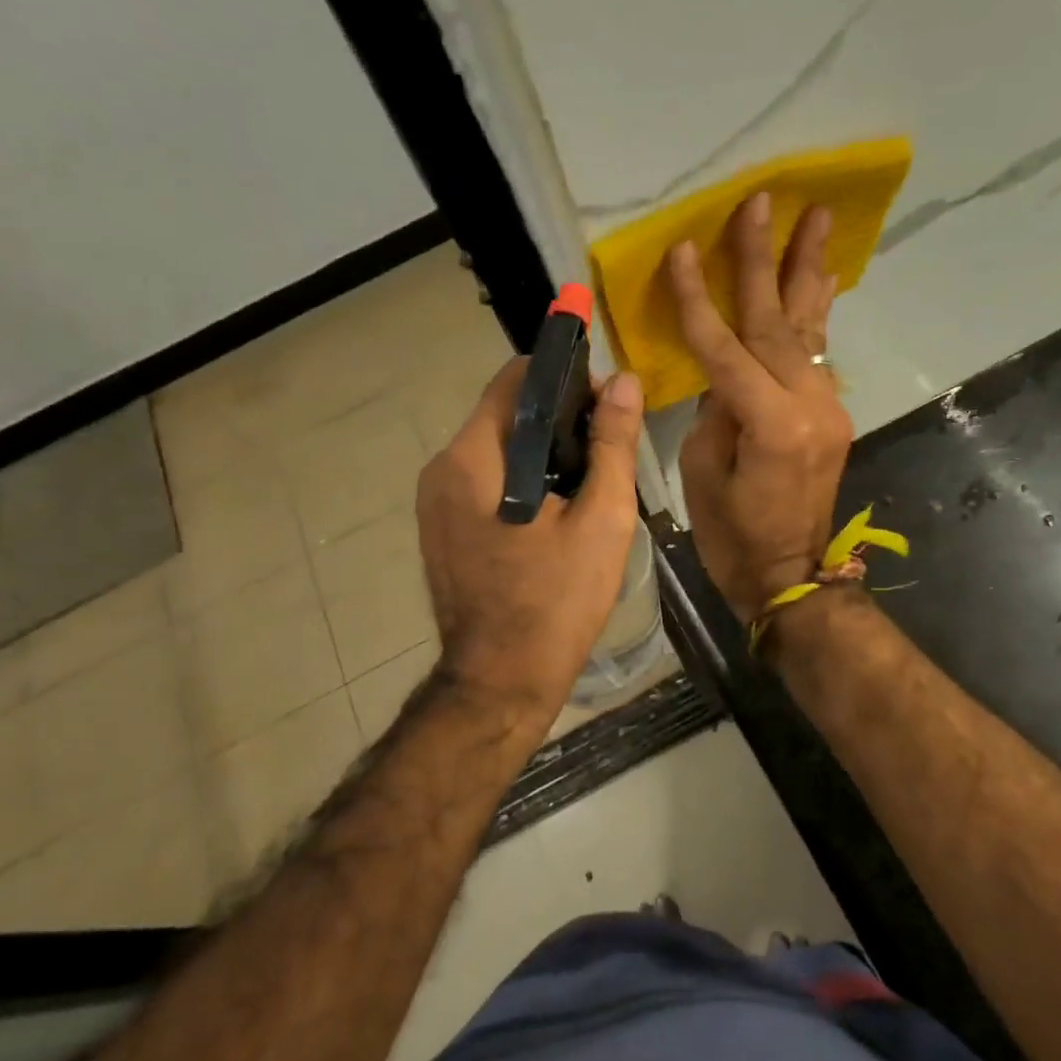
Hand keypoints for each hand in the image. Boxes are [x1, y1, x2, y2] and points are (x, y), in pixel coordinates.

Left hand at [416, 359, 644, 731]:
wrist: (501, 682)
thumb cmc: (556, 602)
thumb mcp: (601, 520)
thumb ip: (614, 445)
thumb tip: (626, 382)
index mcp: (474, 458)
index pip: (516, 379)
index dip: (566, 378)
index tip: (607, 404)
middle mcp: (442, 469)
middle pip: (505, 414)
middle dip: (559, 420)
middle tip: (608, 451)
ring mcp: (434, 503)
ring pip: (497, 450)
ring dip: (542, 452)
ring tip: (589, 483)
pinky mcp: (440, 530)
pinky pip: (485, 483)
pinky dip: (521, 481)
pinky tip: (555, 513)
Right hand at [670, 191, 852, 621]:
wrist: (792, 576)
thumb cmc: (734, 538)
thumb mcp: (704, 474)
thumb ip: (715, 411)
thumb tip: (724, 374)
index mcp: (771, 425)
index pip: (726, 348)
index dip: (700, 299)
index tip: (682, 250)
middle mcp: (810, 406)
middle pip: (778, 322)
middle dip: (764, 260)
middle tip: (763, 202)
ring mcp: (829, 408)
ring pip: (810, 330)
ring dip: (808, 272)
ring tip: (815, 219)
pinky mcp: (832, 416)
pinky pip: (817, 356)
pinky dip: (815, 315)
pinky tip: (820, 281)